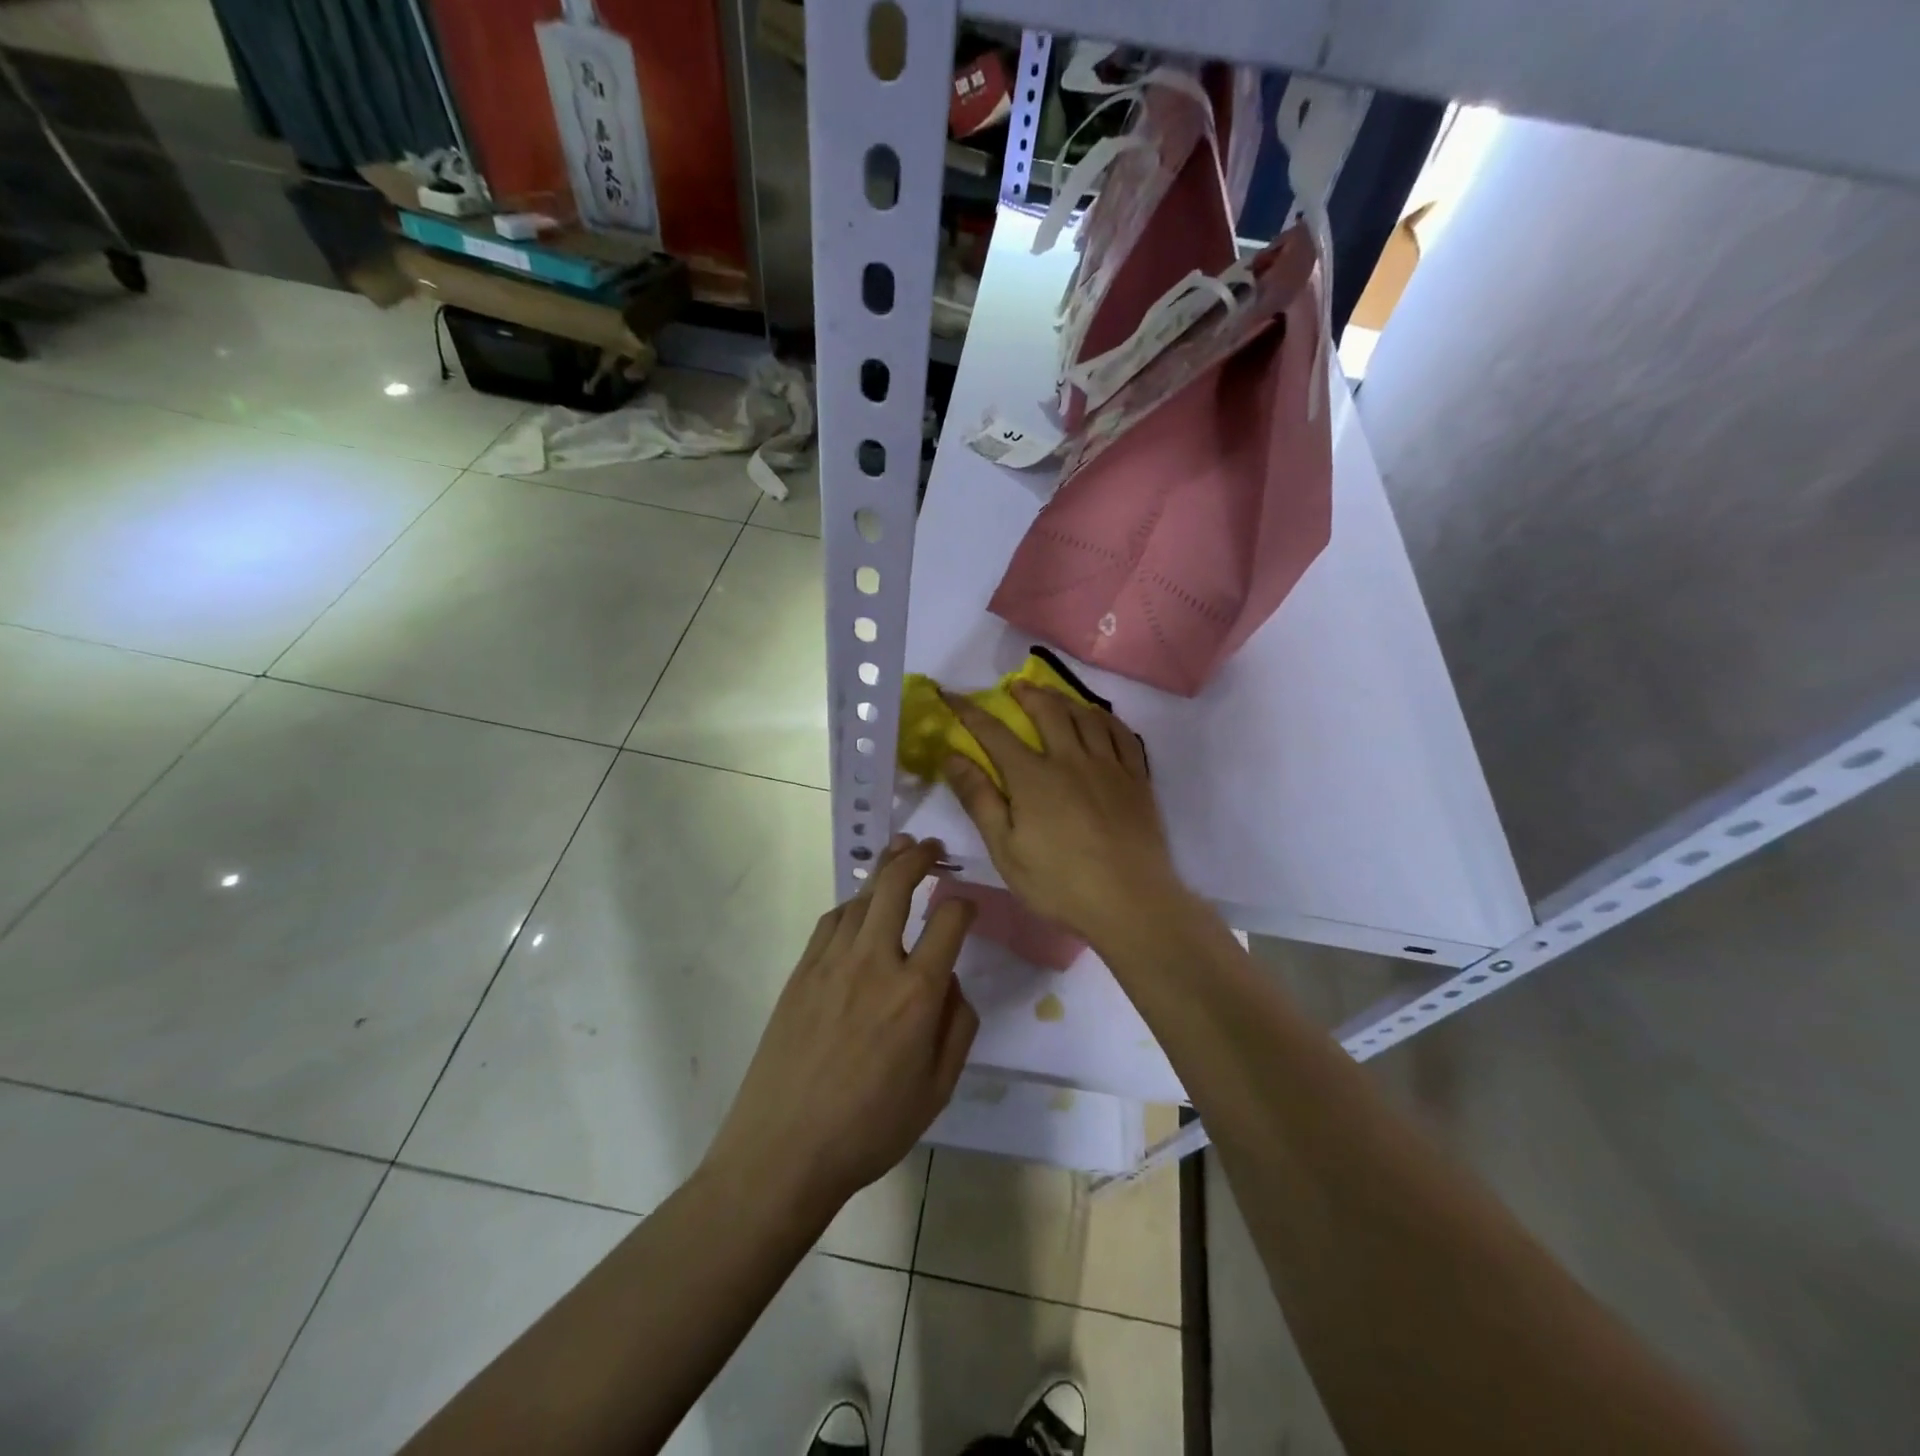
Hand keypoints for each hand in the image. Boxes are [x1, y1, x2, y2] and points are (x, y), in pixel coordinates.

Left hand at [704, 837, 977, 1220]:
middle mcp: (875, 963)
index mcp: (916, 993)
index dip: (965, 904)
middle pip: (897, 886)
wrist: (783, 1150)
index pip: (949, 921)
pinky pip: (831, 921)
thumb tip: (952, 983)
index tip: (969, 905)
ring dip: (884, 870)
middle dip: (920, 858)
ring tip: (899, 854)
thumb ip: (957, 1028)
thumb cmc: (870, 1129)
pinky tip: (860, 907)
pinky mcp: (801, 972)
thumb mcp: (937, 1091)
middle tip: (932, 848)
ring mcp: (832, 963)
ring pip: (862, 897)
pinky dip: (852, 904)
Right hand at [943, 683, 1187, 948]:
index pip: (994, 733)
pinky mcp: (1137, 779)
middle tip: (1015, 687)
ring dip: (1065, 699)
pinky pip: (1122, 735)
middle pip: (1048, 712)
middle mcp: (1071, 759)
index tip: (952, 695)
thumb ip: (980, 800)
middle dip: (1027, 694)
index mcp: (1033, 777)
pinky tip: (1100, 719)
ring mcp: (1109, 766)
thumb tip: (952, 757)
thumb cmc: (1059, 883)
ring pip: (1087, 716)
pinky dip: (1106, 719)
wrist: (1130, 902)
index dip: (970, 711)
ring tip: (1054, 695)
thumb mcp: (1006, 850)